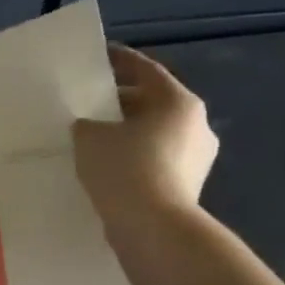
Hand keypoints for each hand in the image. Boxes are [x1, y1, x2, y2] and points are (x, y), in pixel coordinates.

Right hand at [74, 43, 217, 229]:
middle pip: (153, 103)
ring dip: (128, 133)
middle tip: (90, 103)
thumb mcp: (90, 138)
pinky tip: (108, 168)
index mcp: (178, 102)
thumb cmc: (124, 170)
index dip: (121, 61)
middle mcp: (196, 125)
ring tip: (95, 139)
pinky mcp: (188, 185)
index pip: (146, 70)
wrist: (153, 228)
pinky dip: (134, 159)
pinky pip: (156, 161)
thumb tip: (88, 126)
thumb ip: (86, 124)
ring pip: (155, 134)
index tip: (101, 57)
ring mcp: (197, 158)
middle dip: (122, 103)